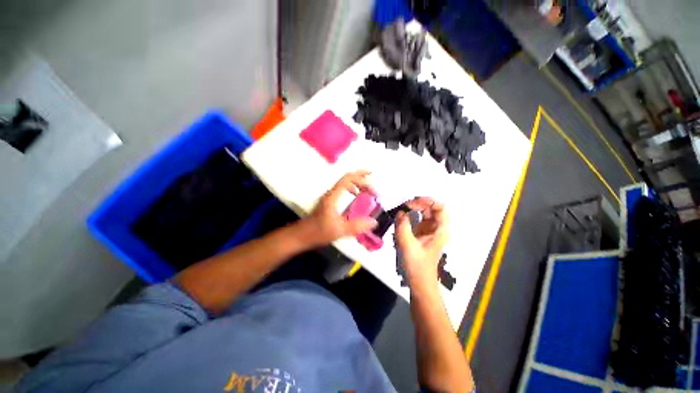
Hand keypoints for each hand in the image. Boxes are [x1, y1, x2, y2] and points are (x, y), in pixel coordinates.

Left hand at [300, 170, 377, 246]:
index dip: (361, 178)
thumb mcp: (339, 230)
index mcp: (333, 196)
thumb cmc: (318, 232)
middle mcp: (331, 193)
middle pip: (347, 178)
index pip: (348, 179)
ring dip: (357, 183)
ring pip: (344, 183)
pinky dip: (352, 188)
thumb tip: (374, 222)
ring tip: (368, 189)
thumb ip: (357, 226)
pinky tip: (356, 196)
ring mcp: (329, 197)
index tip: (373, 184)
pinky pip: (343, 189)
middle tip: (373, 184)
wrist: (301, 235)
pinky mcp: (329, 202)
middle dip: (361, 178)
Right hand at [395, 197, 448, 291]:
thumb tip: (400, 212)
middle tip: (404, 205)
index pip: (441, 208)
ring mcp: (429, 230)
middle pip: (432, 208)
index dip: (429, 201)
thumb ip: (403, 227)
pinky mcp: (421, 233)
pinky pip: (417, 218)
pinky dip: (410, 215)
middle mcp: (436, 228)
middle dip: (419, 203)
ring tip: (402, 208)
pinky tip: (401, 216)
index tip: (413, 203)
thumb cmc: (417, 265)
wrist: (419, 282)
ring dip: (414, 208)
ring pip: (425, 212)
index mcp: (440, 230)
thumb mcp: (408, 246)